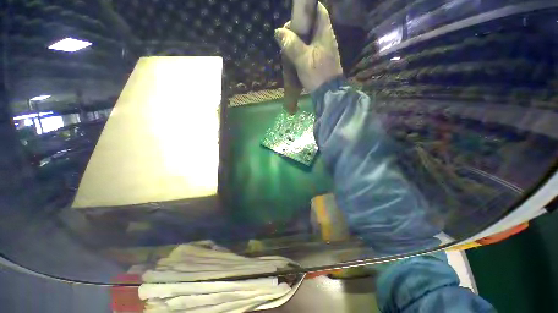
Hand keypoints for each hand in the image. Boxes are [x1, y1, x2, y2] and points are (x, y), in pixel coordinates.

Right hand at [275, 2, 343, 91]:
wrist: (328, 93)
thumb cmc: (317, 74)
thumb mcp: (303, 59)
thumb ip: (292, 45)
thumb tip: (278, 32)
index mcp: (324, 32)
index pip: (319, 10)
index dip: (306, 9)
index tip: (294, 17)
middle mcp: (326, 37)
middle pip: (311, 24)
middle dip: (298, 27)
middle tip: (286, 37)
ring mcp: (324, 49)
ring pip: (309, 37)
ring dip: (298, 40)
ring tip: (287, 48)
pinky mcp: (320, 58)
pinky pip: (309, 48)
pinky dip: (301, 49)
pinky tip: (294, 56)